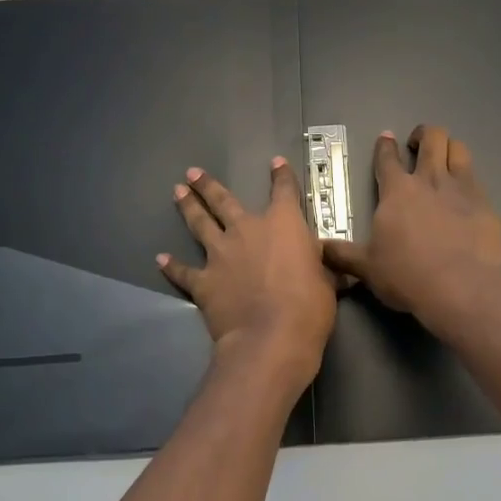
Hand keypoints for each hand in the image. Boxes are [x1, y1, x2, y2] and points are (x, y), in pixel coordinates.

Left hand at [159, 158, 335, 389]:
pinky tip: (160, 259)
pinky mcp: (203, 281)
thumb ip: (323, 269)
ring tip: (176, 191)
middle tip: (192, 172)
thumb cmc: (309, 306)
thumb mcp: (327, 281)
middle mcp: (247, 230)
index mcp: (283, 224)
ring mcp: (220, 254)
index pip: (284, 191)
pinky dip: (171, 266)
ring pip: (200, 224)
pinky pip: (183, 271)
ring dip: (188, 206)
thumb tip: (339, 271)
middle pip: (224, 200)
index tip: (276, 163)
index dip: (281, 176)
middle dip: (208, 185)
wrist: (271, 337)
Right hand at [322, 125, 500, 329]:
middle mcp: (430, 180)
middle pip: (431, 138)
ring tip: (444, 156)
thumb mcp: (367, 268)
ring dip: (449, 147)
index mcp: (397, 191)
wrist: (460, 289)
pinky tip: (465, 192)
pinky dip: (467, 177)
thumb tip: (318, 248)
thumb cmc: (407, 276)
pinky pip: (476, 178)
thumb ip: (342, 254)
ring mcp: (461, 189)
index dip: (384, 146)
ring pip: (458, 149)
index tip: (386, 139)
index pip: (387, 158)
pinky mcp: (485, 204)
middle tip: (417, 144)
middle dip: (423, 135)